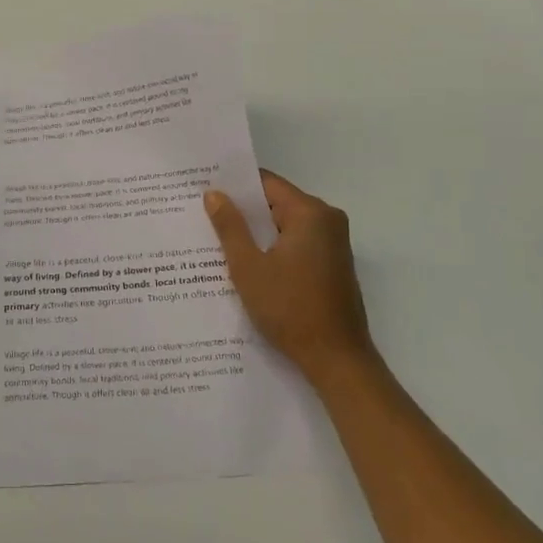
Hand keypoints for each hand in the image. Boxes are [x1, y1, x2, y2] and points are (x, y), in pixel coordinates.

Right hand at [205, 170, 377, 387]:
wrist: (337, 359)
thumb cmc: (290, 309)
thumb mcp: (249, 267)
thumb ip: (230, 226)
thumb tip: (215, 193)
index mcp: (310, 213)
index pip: (266, 183)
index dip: (235, 186)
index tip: (205, 189)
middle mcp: (327, 219)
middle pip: (277, 203)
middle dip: (244, 211)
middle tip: (205, 215)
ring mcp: (334, 243)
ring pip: (286, 225)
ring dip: (257, 233)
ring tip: (219, 239)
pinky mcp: (333, 264)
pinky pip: (297, 243)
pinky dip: (274, 248)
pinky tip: (248, 262)